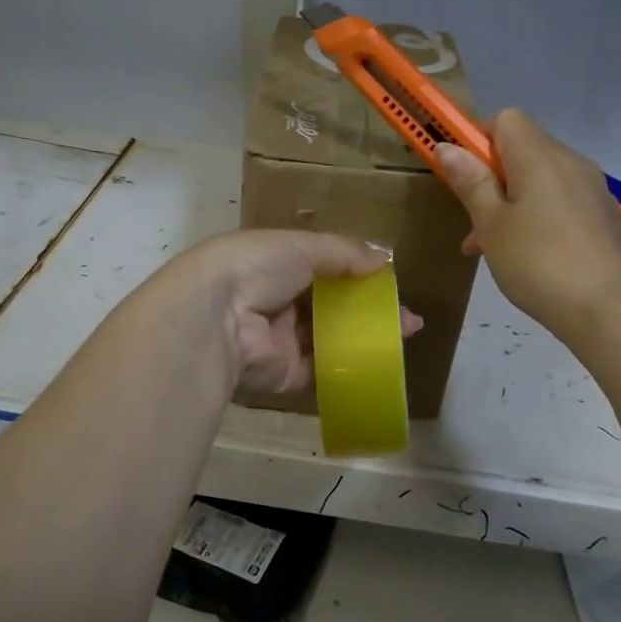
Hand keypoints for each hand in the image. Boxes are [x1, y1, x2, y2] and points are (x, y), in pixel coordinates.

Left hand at [166, 230, 422, 396]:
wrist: (215, 318)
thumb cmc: (255, 267)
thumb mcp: (301, 246)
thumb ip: (344, 252)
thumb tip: (384, 258)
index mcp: (272, 265)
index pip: (320, 267)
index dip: (355, 272)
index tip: (388, 280)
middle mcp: (275, 302)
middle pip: (329, 306)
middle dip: (367, 310)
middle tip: (405, 316)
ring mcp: (280, 341)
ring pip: (329, 339)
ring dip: (365, 338)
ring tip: (405, 336)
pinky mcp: (285, 375)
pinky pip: (323, 371)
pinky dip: (351, 366)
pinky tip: (383, 362)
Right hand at [435, 109, 620, 339]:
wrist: (607, 308)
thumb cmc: (537, 263)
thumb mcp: (491, 224)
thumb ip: (470, 182)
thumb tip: (447, 146)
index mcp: (539, 156)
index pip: (505, 119)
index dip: (478, 140)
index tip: (464, 177)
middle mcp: (570, 161)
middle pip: (523, 149)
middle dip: (492, 177)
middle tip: (474, 221)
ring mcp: (592, 188)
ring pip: (541, 179)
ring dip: (513, 201)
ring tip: (494, 247)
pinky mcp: (604, 214)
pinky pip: (561, 200)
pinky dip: (539, 215)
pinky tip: (530, 256)